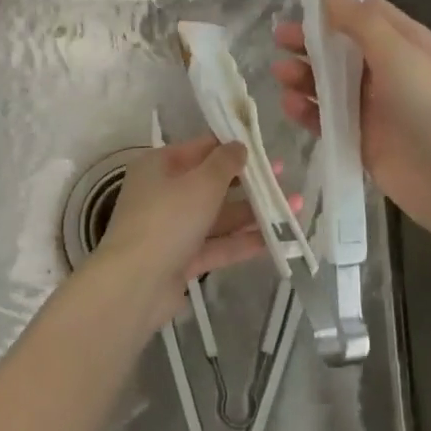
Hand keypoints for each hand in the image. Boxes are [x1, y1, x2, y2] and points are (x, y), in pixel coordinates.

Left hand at [92, 134, 291, 325]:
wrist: (135, 284)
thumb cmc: (167, 219)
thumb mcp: (201, 182)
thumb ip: (225, 162)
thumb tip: (239, 145)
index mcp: (159, 166)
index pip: (200, 148)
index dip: (233, 146)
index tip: (264, 148)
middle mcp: (162, 194)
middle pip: (211, 183)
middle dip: (249, 182)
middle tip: (284, 176)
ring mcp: (171, 229)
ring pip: (217, 216)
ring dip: (253, 212)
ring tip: (295, 207)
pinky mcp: (180, 260)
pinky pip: (216, 245)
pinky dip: (242, 241)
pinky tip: (276, 239)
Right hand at [272, 0, 430, 242]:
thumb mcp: (398, 52)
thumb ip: (360, 21)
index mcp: (404, 43)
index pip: (365, 13)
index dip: (334, 5)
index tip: (300, 2)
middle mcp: (388, 71)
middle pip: (341, 48)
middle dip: (310, 41)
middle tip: (279, 38)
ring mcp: (373, 107)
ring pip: (329, 84)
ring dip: (304, 75)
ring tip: (281, 74)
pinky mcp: (360, 140)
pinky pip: (327, 120)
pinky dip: (308, 111)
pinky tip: (291, 106)